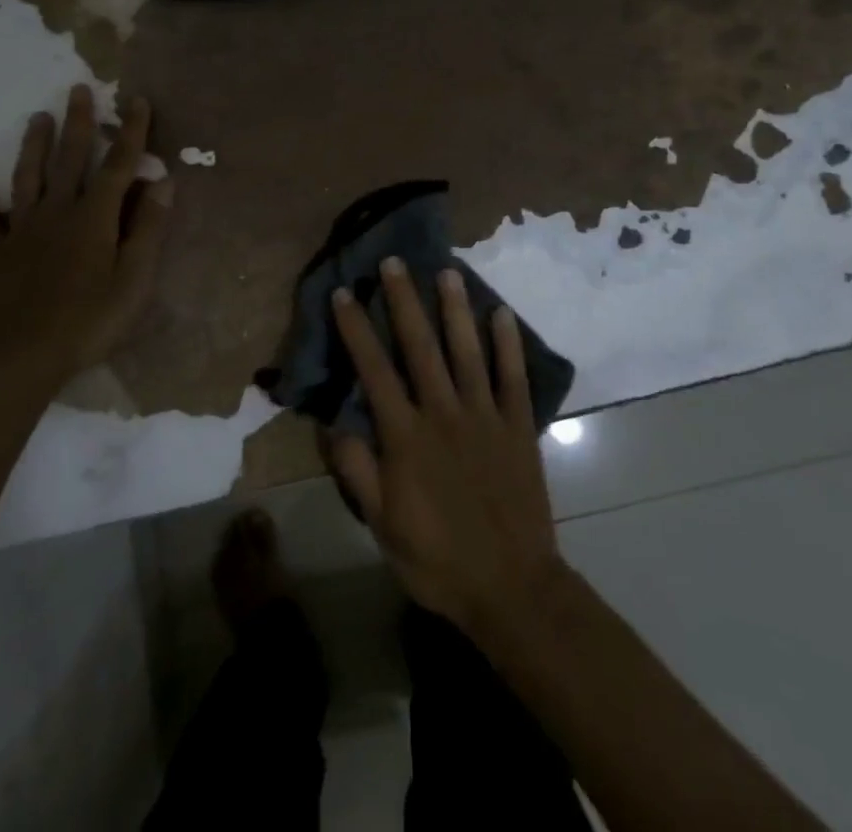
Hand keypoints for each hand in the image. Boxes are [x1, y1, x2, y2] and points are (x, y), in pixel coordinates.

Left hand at [0, 84, 172, 390]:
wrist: (21, 355)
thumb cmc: (88, 320)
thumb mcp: (134, 280)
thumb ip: (148, 229)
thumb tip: (163, 182)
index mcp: (94, 218)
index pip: (117, 165)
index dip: (129, 133)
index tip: (136, 101)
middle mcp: (57, 213)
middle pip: (68, 160)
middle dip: (76, 123)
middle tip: (77, 89)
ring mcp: (23, 232)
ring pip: (27, 180)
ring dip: (33, 147)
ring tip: (36, 118)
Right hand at [327, 260, 563, 637]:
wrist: (512, 589)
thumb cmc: (438, 559)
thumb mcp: (382, 525)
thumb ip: (357, 471)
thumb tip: (332, 423)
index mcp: (406, 436)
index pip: (374, 370)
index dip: (356, 329)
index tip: (344, 293)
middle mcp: (444, 413)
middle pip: (420, 346)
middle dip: (404, 300)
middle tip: (394, 262)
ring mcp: (485, 416)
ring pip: (467, 351)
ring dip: (455, 309)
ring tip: (447, 272)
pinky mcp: (519, 427)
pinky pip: (513, 378)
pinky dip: (508, 344)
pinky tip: (502, 314)